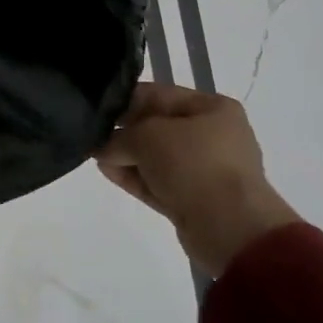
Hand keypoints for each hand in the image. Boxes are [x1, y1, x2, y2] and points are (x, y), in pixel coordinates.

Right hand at [96, 84, 300, 278]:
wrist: (229, 226)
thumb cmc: (193, 164)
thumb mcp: (147, 136)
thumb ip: (120, 137)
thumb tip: (104, 147)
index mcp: (212, 108)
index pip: (159, 96)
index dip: (125, 100)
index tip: (96, 108)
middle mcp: (212, 136)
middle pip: (157, 128)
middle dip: (125, 132)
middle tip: (92, 134)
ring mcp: (205, 170)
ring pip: (156, 157)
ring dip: (127, 157)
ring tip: (95, 155)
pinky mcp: (195, 200)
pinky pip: (159, 182)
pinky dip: (135, 177)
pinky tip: (108, 172)